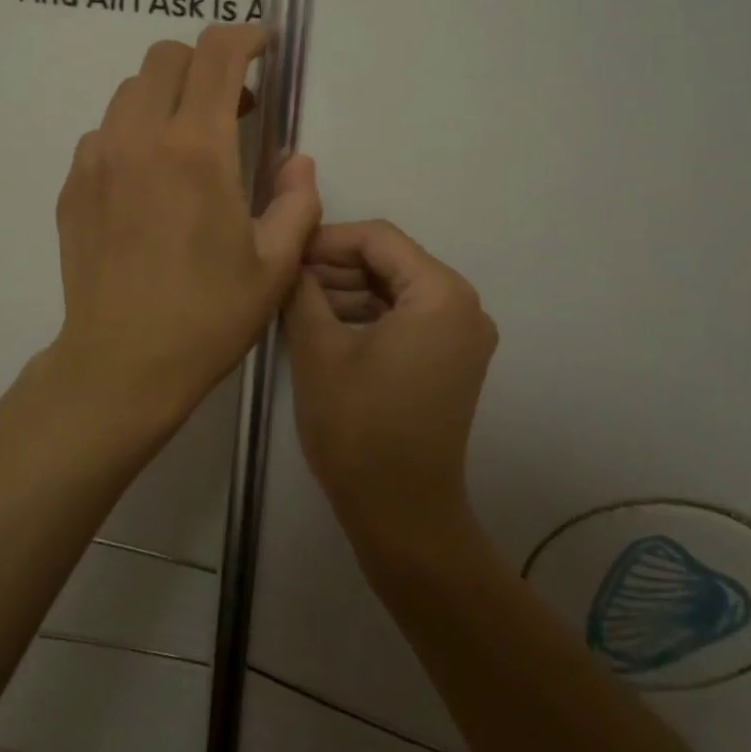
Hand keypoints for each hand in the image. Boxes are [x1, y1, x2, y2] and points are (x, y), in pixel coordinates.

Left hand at [50, 25, 320, 435]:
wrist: (122, 364)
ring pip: (130, 91)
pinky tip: (149, 180)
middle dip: (204, 63)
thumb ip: (298, 200)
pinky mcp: (72, 185)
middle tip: (232, 105)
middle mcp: (140, 138)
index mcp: (196, 150)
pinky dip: (134, 133)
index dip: (244, 37)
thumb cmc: (208, 316)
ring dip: (166, 97)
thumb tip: (296, 159)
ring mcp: (96, 159)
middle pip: (165, 57)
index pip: (216, 55)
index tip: (263, 47)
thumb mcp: (275, 264)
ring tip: (189, 143)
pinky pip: (104, 132)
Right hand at [283, 220, 497, 549]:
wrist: (401, 513)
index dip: (328, 239)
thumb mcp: (318, 349)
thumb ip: (302, 290)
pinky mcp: (452, 360)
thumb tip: (290, 260)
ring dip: (349, 290)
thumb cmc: (359, 426)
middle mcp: (464, 306)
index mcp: (441, 294)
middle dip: (336, 266)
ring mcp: (462, 336)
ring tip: (297, 302)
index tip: (286, 252)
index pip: (379, 238)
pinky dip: (368, 315)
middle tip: (287, 278)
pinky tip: (325, 323)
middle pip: (392, 262)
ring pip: (397, 289)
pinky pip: (407, 318)